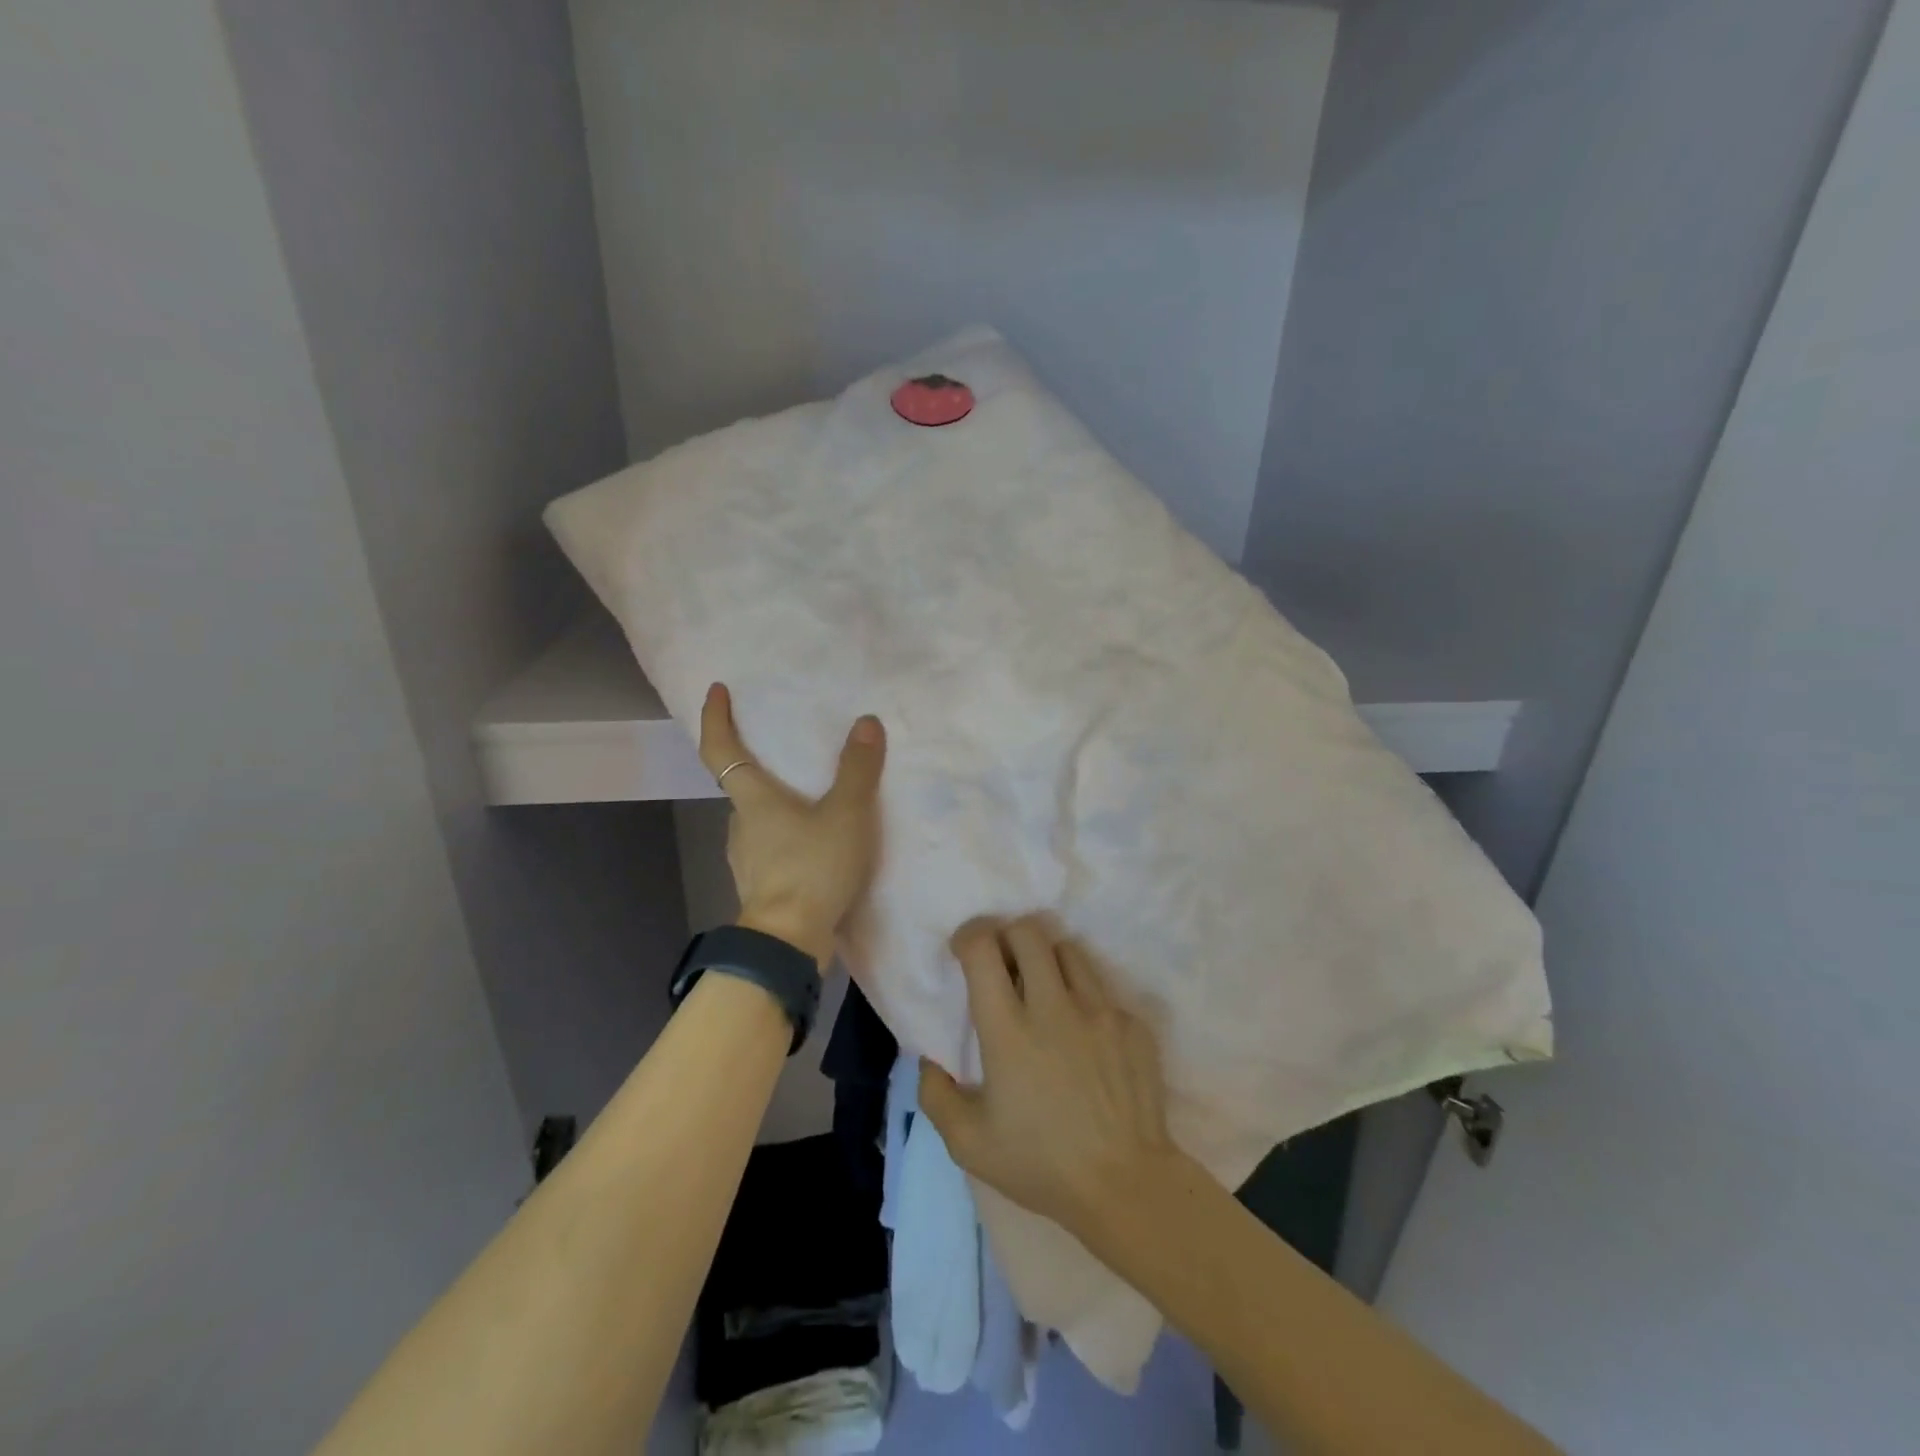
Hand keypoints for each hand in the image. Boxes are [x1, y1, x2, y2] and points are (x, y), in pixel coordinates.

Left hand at [699, 683, 885, 967]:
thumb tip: (866, 723)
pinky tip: (817, 842)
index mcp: (753, 800)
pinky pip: (773, 848)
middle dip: (759, 764)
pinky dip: (789, 836)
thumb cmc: (811, 869)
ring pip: (759, 820)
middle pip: (741, 785)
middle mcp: (741, 825)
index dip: (716, 718)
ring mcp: (748, 859)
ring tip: (814, 798)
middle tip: (788, 750)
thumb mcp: (846, 815)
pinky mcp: (763, 887)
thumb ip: (858, 770)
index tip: (716, 690)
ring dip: (778, 804)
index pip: (721, 750)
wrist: (790, 943)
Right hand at [917, 915, 1179, 1234]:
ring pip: (1068, 950)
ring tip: (1044, 991)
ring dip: (1048, 960)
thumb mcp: (969, 1145)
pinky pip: (1102, 991)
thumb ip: (936, 1096)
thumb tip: (929, 1061)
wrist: (1126, 1186)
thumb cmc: (1041, 1165)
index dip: (969, 936)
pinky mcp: (1132, 1023)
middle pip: (1028, 932)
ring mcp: (1099, 1011)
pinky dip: (1084, 999)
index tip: (965, 950)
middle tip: (1004, 964)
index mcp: (1009, 1031)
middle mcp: (1054, 1007)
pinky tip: (1084, 1036)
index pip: (983, 949)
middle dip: (1008, 937)